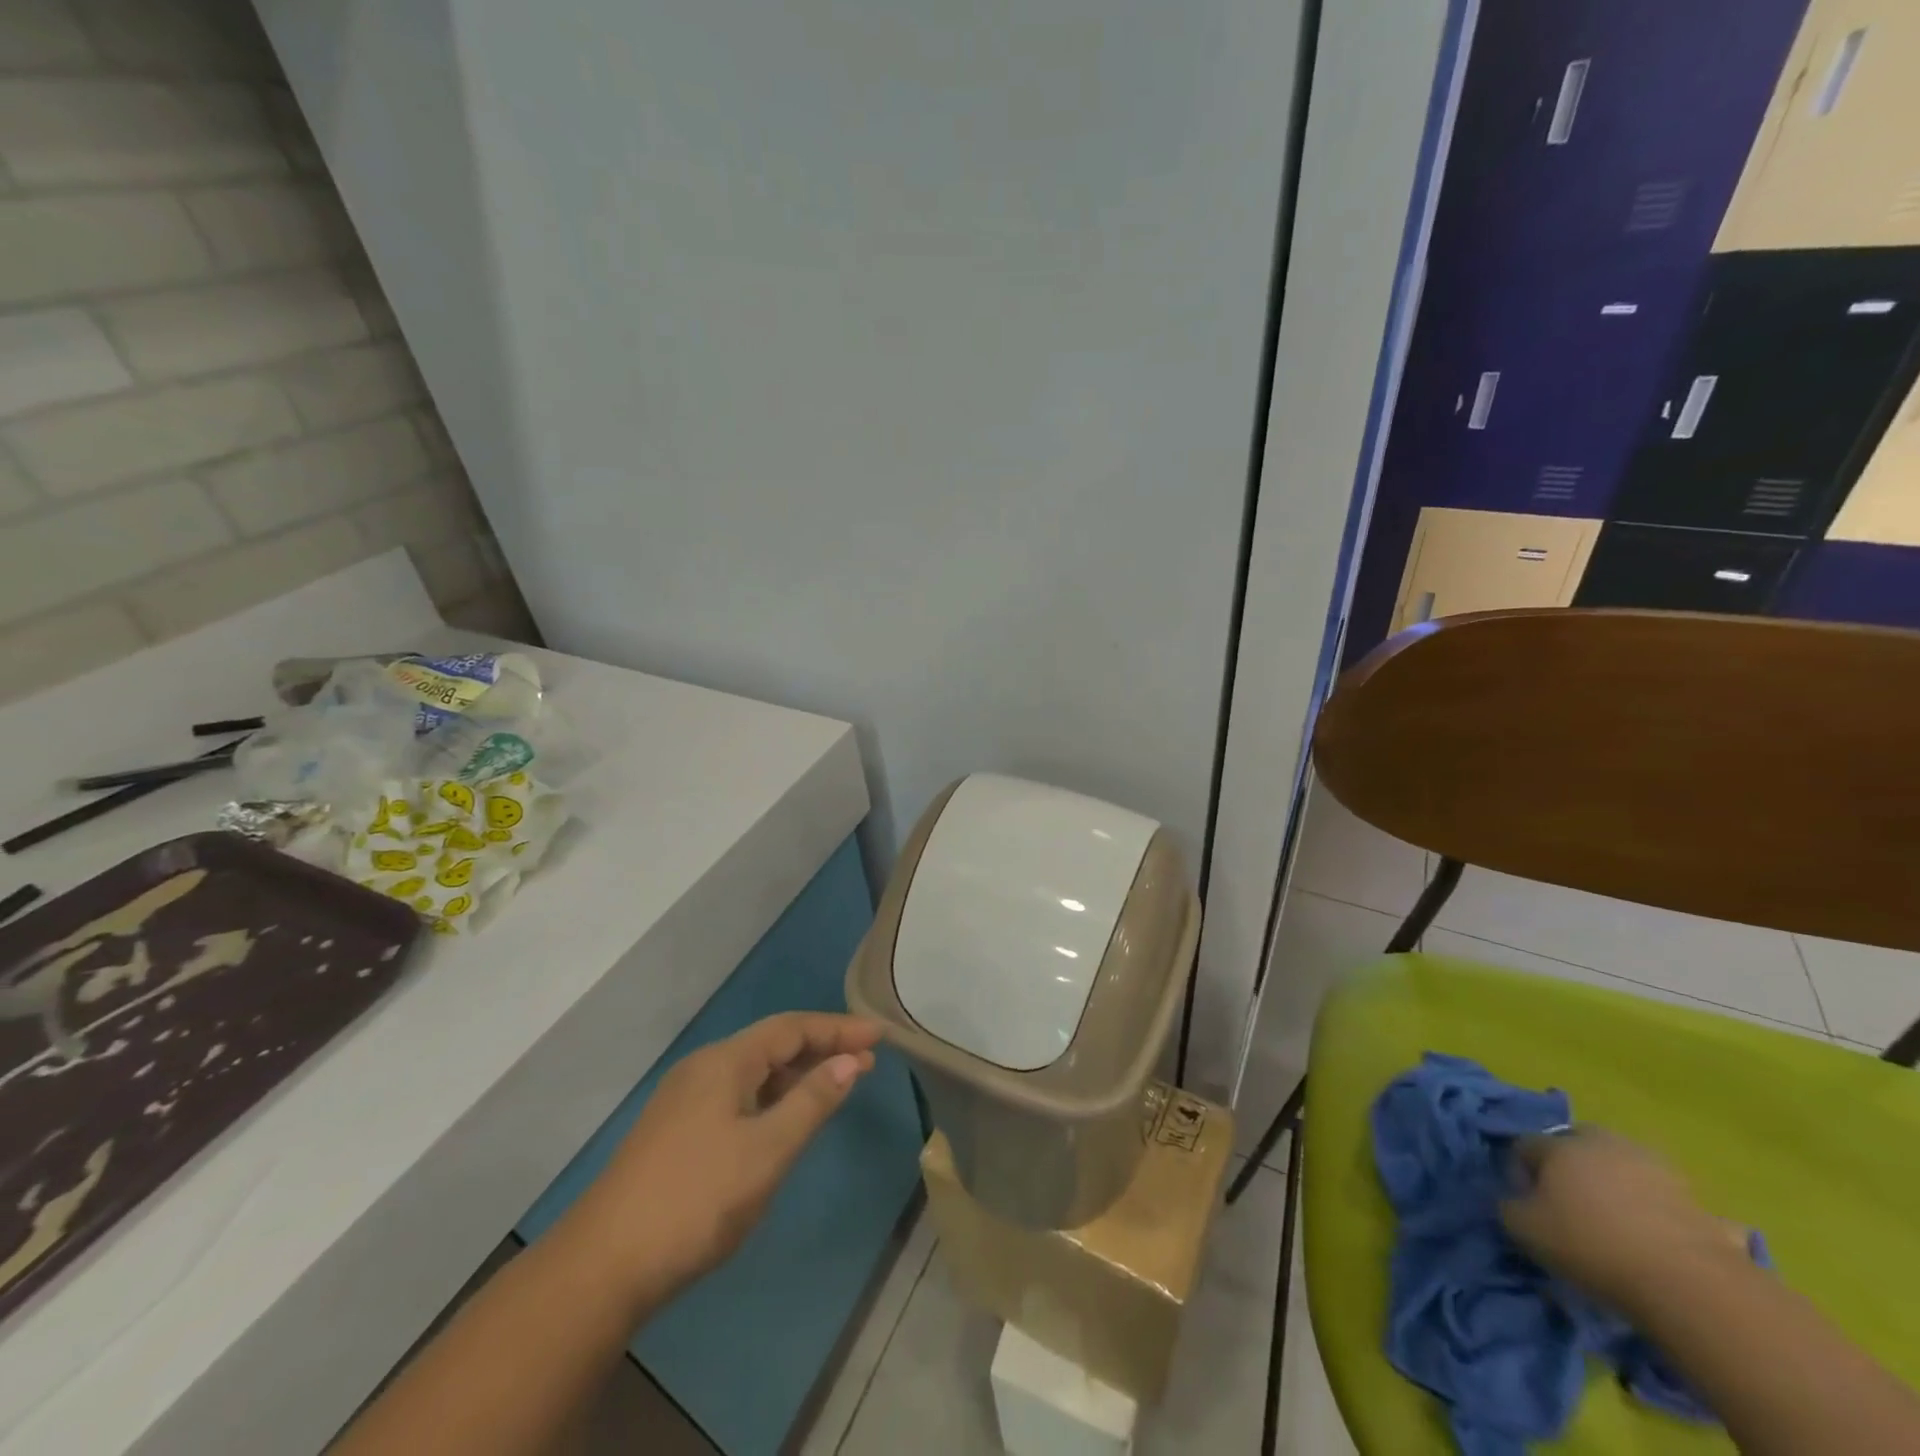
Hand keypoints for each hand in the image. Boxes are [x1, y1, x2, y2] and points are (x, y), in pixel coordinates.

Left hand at [565, 1012, 882, 1308]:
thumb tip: (850, 1062)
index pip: (791, 1028)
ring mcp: (685, 1101)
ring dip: (797, 1075)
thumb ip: (811, 1102)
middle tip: (866, 1062)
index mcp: (724, 1061)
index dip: (837, 1028)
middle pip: (772, 1045)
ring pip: (754, 1072)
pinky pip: (738, 1096)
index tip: (879, 1035)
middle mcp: (703, 1069)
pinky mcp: (676, 1133)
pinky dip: (772, 1098)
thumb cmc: (696, 1199)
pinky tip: (784, 1121)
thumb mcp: (766, 1150)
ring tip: (836, 1087)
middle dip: (821, 1049)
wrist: (602, 1268)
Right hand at [1500, 1128, 1743, 1316]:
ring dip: (1621, 1184)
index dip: (1521, 1172)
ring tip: (1620, 1222)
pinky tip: (1667, 1241)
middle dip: (1572, 1164)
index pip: (1526, 1145)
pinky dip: (1669, 1215)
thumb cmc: (1592, 1246)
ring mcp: (1659, 1171)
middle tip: (1571, 1202)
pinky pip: (1676, 1204)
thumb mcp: (1526, 1230)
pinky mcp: (1701, 1204)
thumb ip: (1509, 1207)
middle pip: (1579, 1142)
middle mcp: (1607, 1145)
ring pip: (1629, 1167)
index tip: (1528, 1205)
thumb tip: (1515, 1202)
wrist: (1689, 1284)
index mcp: (1561, 1146)